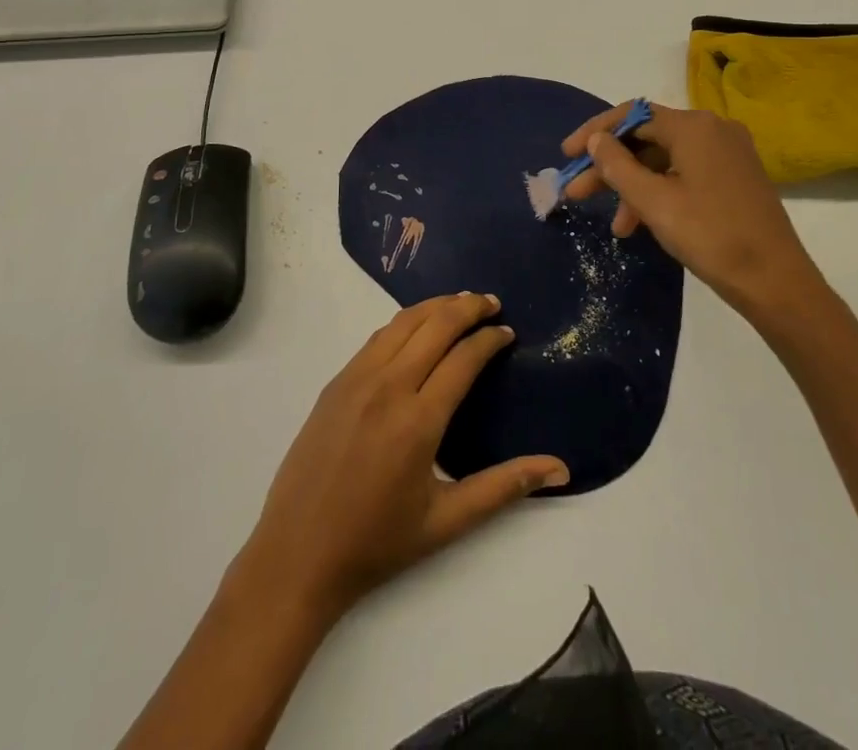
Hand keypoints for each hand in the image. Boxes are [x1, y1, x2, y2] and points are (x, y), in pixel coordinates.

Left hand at [235, 293, 568, 621]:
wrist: (297, 555)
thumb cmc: (377, 543)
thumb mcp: (447, 521)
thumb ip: (504, 487)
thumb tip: (559, 469)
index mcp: (418, 420)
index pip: (464, 357)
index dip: (489, 339)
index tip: (508, 331)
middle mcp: (388, 387)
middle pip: (435, 326)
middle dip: (468, 307)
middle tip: (492, 302)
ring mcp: (356, 379)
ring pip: (402, 322)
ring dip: (435, 306)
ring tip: (460, 302)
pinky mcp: (336, 382)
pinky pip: (377, 338)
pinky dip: (404, 322)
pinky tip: (417, 327)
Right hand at [560, 102, 823, 316]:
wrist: (776, 282)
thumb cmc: (710, 236)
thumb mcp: (653, 201)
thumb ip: (616, 165)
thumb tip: (596, 139)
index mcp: (694, 126)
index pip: (632, 115)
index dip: (594, 133)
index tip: (566, 156)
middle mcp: (713, 129)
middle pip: (647, 138)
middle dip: (610, 166)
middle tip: (577, 192)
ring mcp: (728, 153)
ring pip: (665, 160)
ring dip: (634, 187)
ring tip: (616, 226)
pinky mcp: (735, 176)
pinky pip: (685, 173)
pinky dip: (660, 193)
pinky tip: (643, 223)